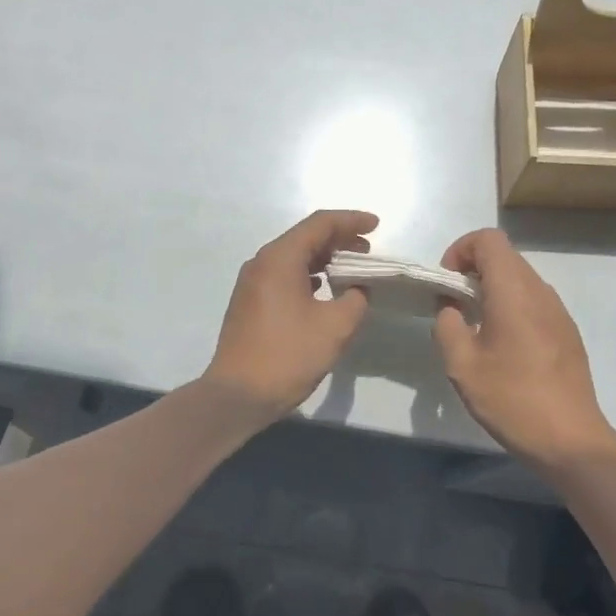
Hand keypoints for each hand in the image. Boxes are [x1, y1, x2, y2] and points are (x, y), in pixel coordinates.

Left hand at [202, 210, 376, 417]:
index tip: (376, 226)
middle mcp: (262, 263)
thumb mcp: (335, 327)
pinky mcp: (250, 303)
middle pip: (305, 238)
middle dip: (339, 240)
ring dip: (324, 259)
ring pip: (294, 258)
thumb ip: (356, 299)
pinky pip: (284, 276)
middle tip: (368, 250)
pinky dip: (309, 276)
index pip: (320, 224)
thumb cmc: (288, 355)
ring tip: (352, 270)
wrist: (238, 395)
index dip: (351, 221)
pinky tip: (325, 291)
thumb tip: (358, 289)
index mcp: (280, 259)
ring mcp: (252, 283)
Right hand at [432, 228, 615, 475]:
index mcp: (514, 291)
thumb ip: (447, 325)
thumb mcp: (462, 365)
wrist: (571, 439)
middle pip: (504, 256)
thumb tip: (451, 307)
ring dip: (492, 290)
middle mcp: (540, 291)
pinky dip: (511, 307)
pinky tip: (503, 347)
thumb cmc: (512, 399)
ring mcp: (558, 310)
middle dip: (473, 271)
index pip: (488, 239)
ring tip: (476, 328)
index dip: (461, 250)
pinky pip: (533, 301)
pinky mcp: (567, 331)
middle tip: (454, 307)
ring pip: (520, 279)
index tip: (446, 283)